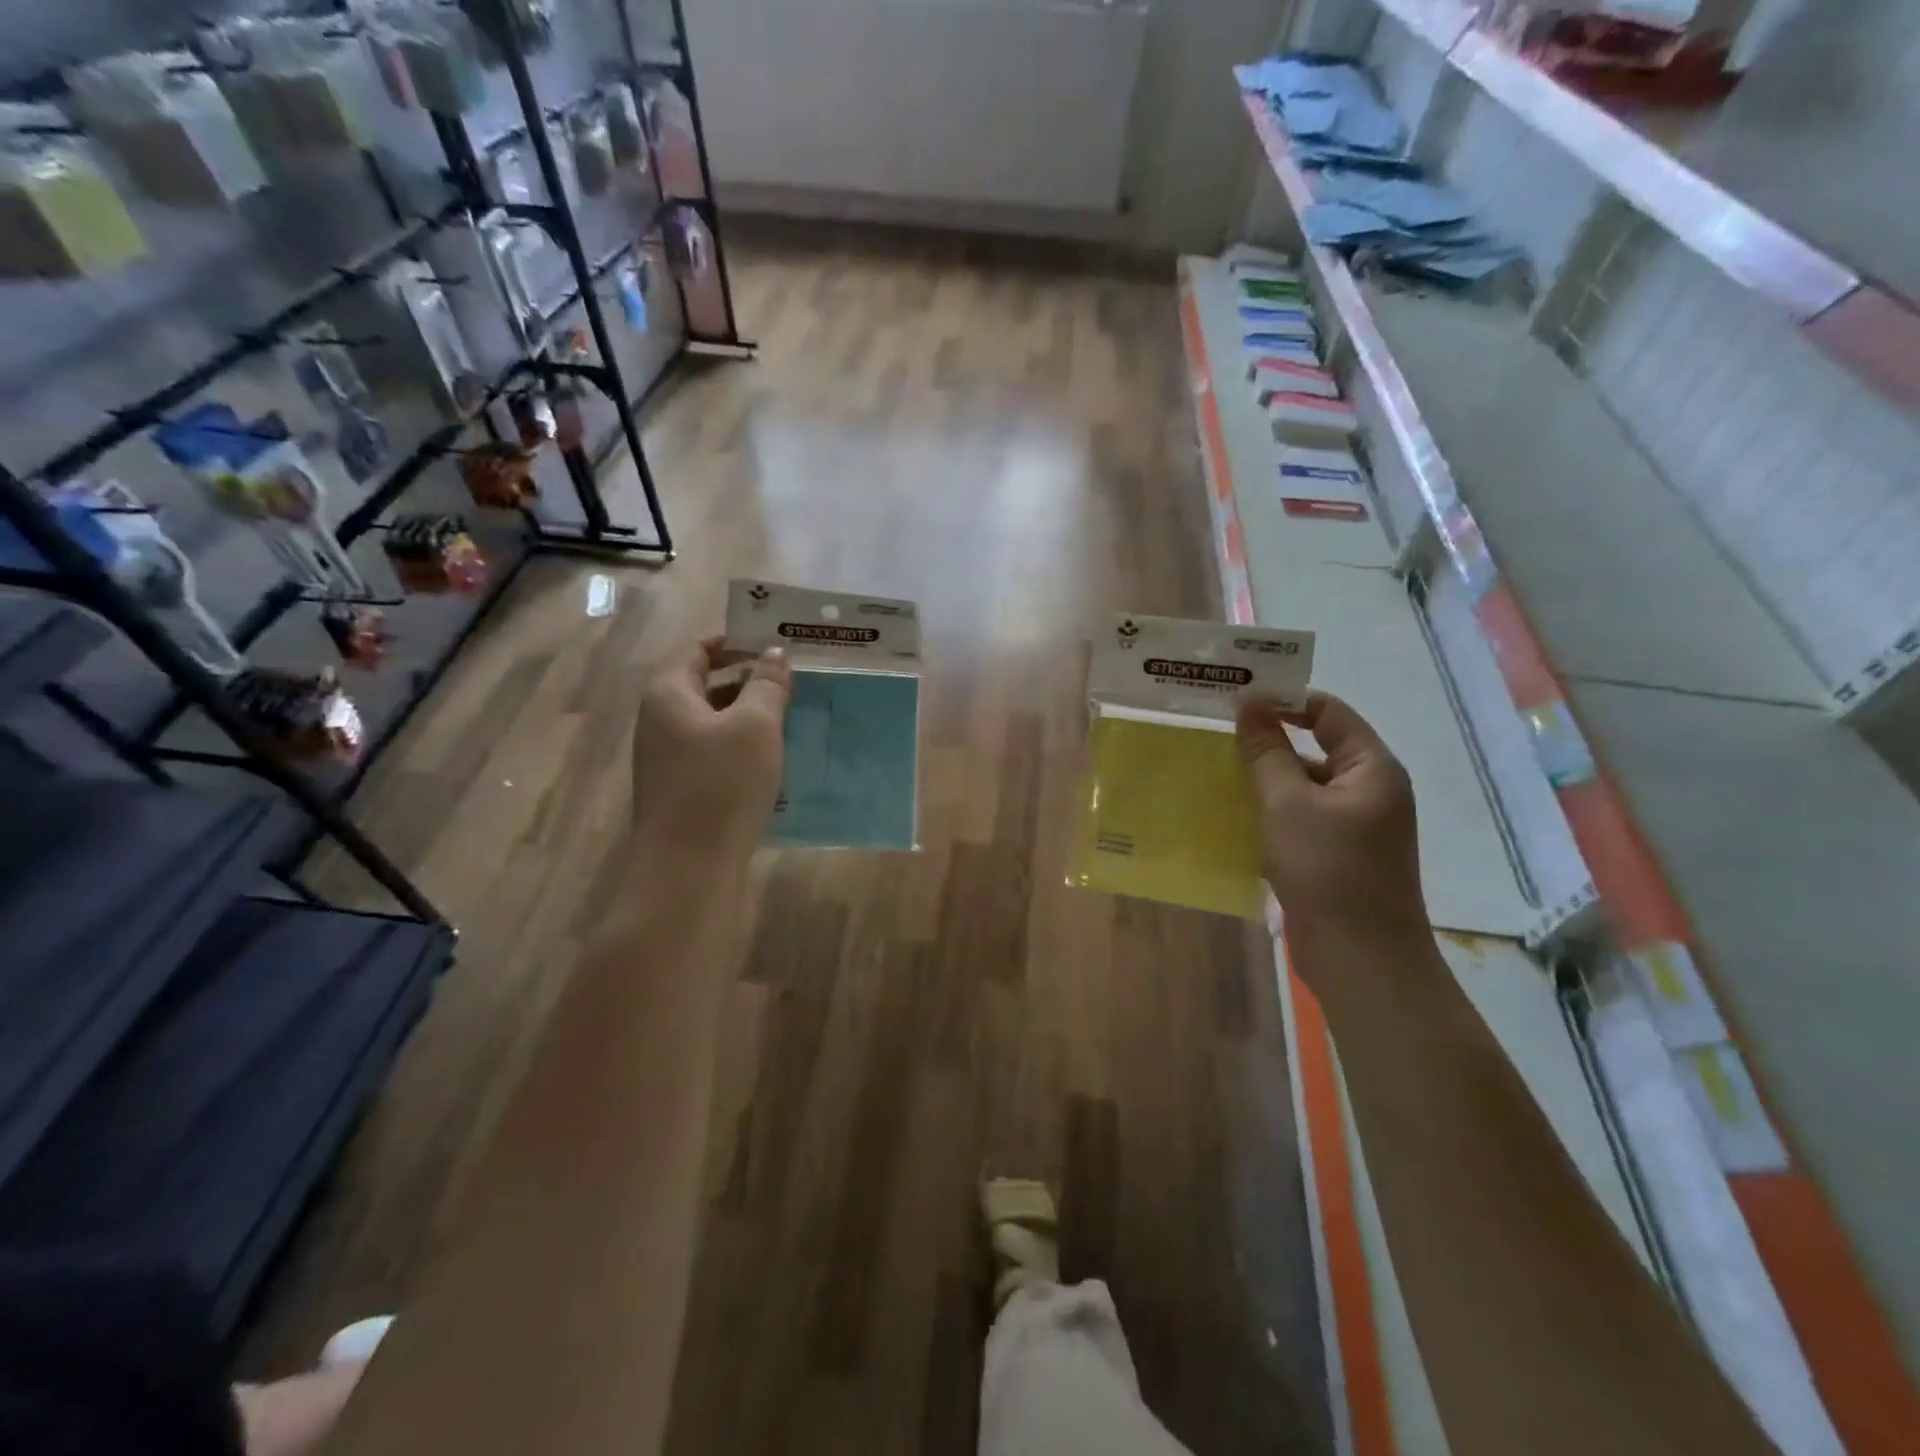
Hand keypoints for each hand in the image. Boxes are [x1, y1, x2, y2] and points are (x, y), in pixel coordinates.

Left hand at [630, 637, 789, 856]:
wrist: (689, 867)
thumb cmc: (722, 784)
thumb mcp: (756, 726)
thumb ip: (768, 684)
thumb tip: (775, 653)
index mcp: (669, 693)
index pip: (699, 650)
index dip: (738, 643)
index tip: (777, 644)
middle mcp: (660, 720)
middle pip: (706, 684)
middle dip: (750, 680)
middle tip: (794, 681)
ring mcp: (667, 757)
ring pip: (713, 721)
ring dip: (749, 716)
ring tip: (792, 717)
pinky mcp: (680, 788)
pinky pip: (713, 752)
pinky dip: (741, 746)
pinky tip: (774, 759)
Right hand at [1236, 690, 1426, 955]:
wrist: (1360, 957)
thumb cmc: (1327, 868)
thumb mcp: (1287, 803)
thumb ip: (1267, 753)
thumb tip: (1250, 706)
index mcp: (1372, 769)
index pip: (1329, 713)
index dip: (1285, 701)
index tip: (1237, 699)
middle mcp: (1370, 791)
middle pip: (1317, 749)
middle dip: (1270, 742)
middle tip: (1219, 735)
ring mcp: (1356, 828)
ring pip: (1305, 788)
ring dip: (1267, 780)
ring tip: (1217, 773)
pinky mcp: (1339, 857)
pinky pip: (1302, 820)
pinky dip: (1272, 814)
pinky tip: (1235, 817)